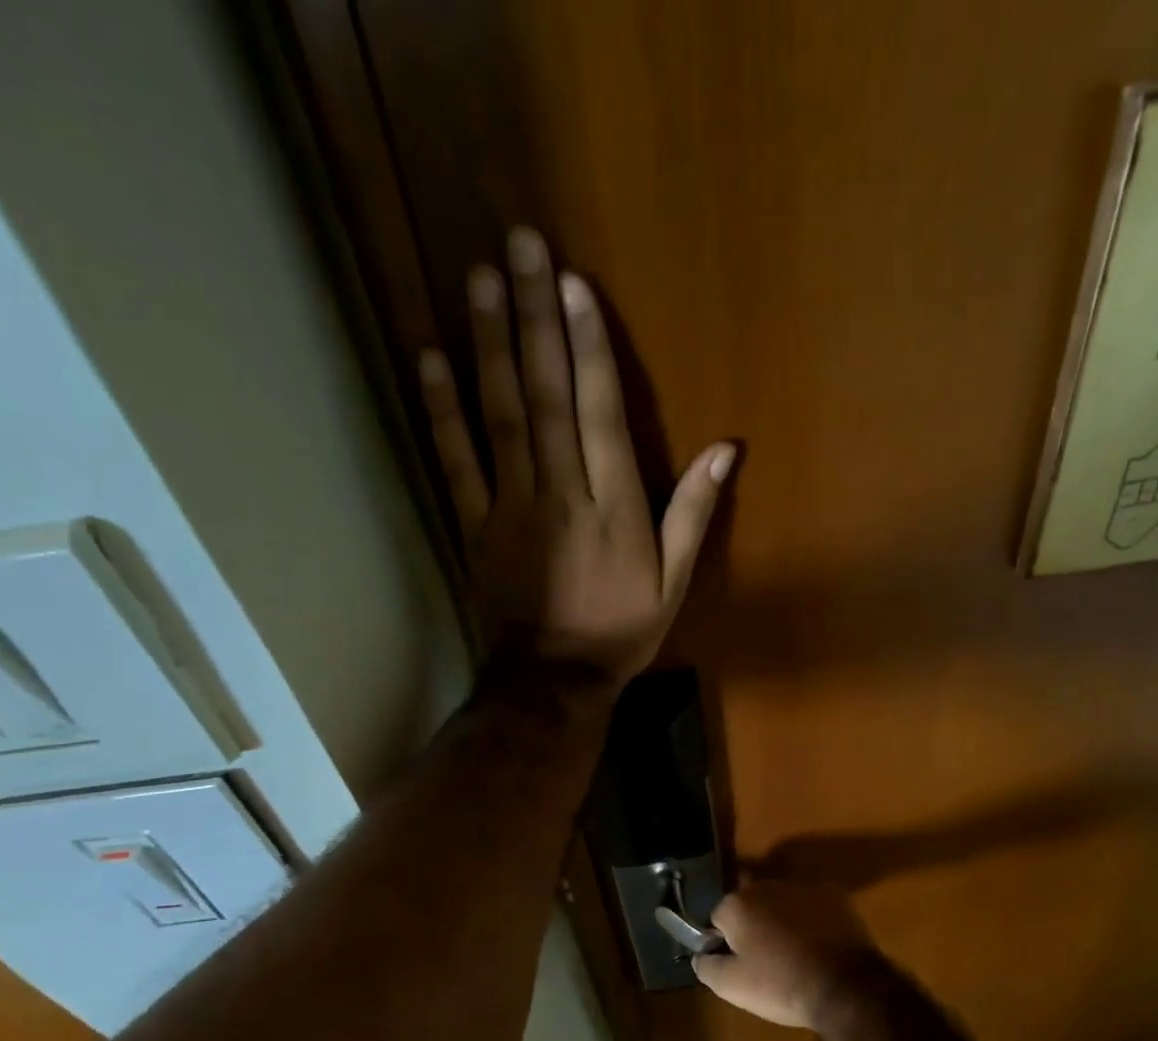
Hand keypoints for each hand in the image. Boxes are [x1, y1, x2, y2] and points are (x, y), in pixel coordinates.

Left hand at [419, 227, 735, 684]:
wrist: (553, 679)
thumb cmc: (620, 630)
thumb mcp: (673, 581)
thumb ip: (694, 513)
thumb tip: (727, 450)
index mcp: (613, 507)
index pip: (600, 413)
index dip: (588, 347)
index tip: (574, 285)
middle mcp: (561, 494)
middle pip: (547, 396)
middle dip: (535, 318)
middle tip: (522, 246)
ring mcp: (510, 506)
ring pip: (499, 416)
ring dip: (488, 345)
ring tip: (479, 278)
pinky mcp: (473, 524)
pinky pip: (455, 461)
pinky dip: (440, 410)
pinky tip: (430, 358)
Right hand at [693, 881, 883, 1030]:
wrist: (846, 987)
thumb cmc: (781, 985)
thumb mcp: (731, 987)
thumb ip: (706, 966)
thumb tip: (701, 955)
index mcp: (738, 904)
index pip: (717, 918)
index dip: (724, 942)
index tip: (738, 964)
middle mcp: (768, 885)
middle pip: (750, 906)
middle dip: (753, 926)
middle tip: (765, 961)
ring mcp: (804, 888)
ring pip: (782, 904)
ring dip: (782, 922)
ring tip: (795, 956)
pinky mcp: (836, 896)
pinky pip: (812, 908)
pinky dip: (812, 922)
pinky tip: (819, 948)